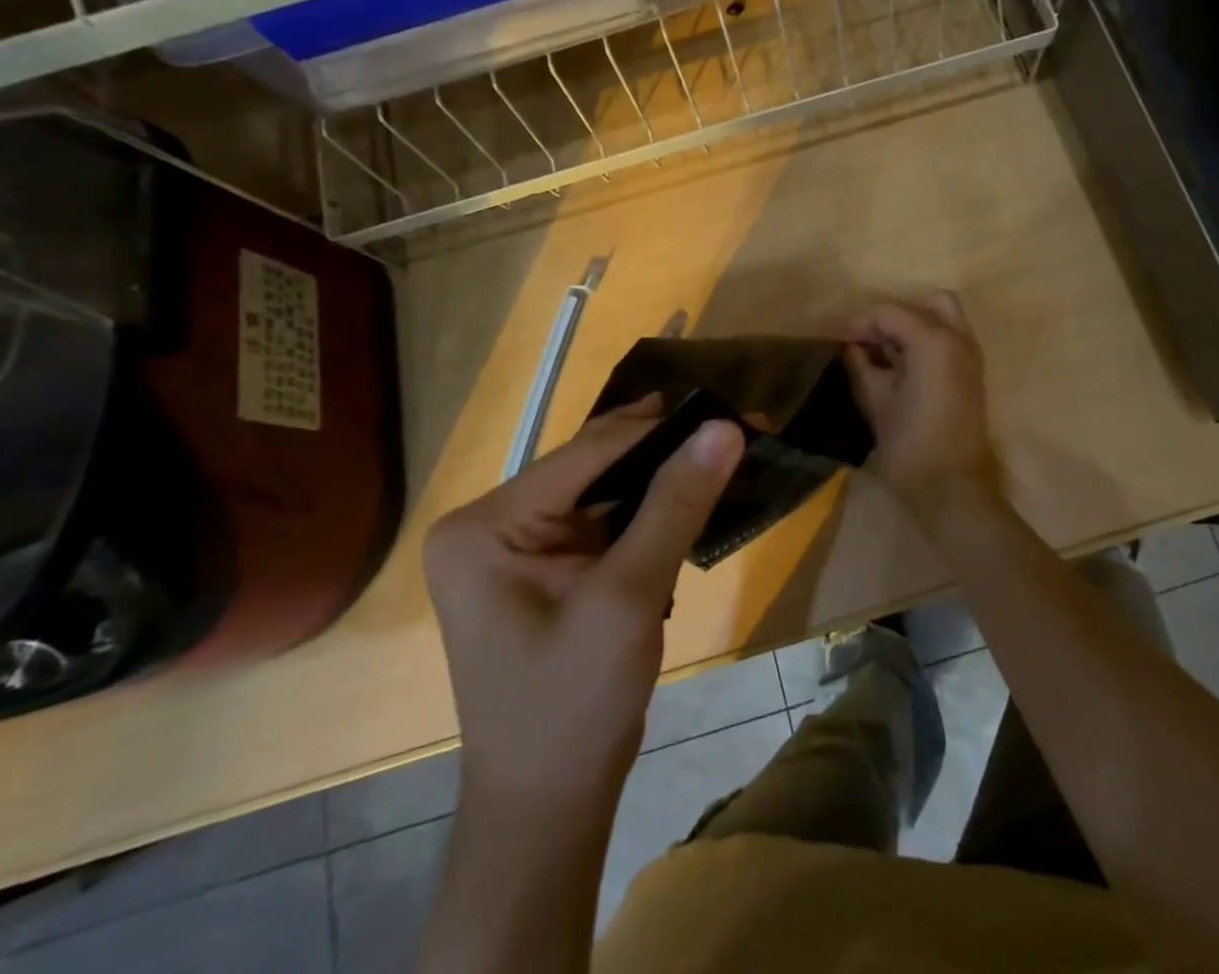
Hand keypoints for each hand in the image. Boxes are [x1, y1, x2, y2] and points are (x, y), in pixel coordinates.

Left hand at [423, 397, 744, 810]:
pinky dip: (646, 514)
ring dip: (660, 481)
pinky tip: (690, 499)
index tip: (729, 409)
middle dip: (664, 453)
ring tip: (723, 454)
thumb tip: (725, 427)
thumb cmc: (574, 707)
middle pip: (592, 468)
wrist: (548, 809)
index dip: (661, 429)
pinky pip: (601, 522)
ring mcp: (512, 547)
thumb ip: (676, 504)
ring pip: (601, 492)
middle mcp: (488, 524)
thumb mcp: (629, 597)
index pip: (586, 453)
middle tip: (734, 430)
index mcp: (484, 525)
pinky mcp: (541, 569)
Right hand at [842, 293, 999, 520]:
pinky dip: (925, 340)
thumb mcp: (876, 400)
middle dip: (889, 319)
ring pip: (941, 316)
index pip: (889, 313)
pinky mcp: (973, 373)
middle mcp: (958, 338)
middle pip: (920, 306)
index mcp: (933, 341)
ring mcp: (971, 355)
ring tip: (883, 353)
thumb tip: (850, 347)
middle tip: (865, 343)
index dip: (859, 323)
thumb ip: (860, 364)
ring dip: (911, 326)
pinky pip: (949, 338)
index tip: (836, 340)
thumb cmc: (909, 445)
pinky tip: (901, 365)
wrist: (951, 488)